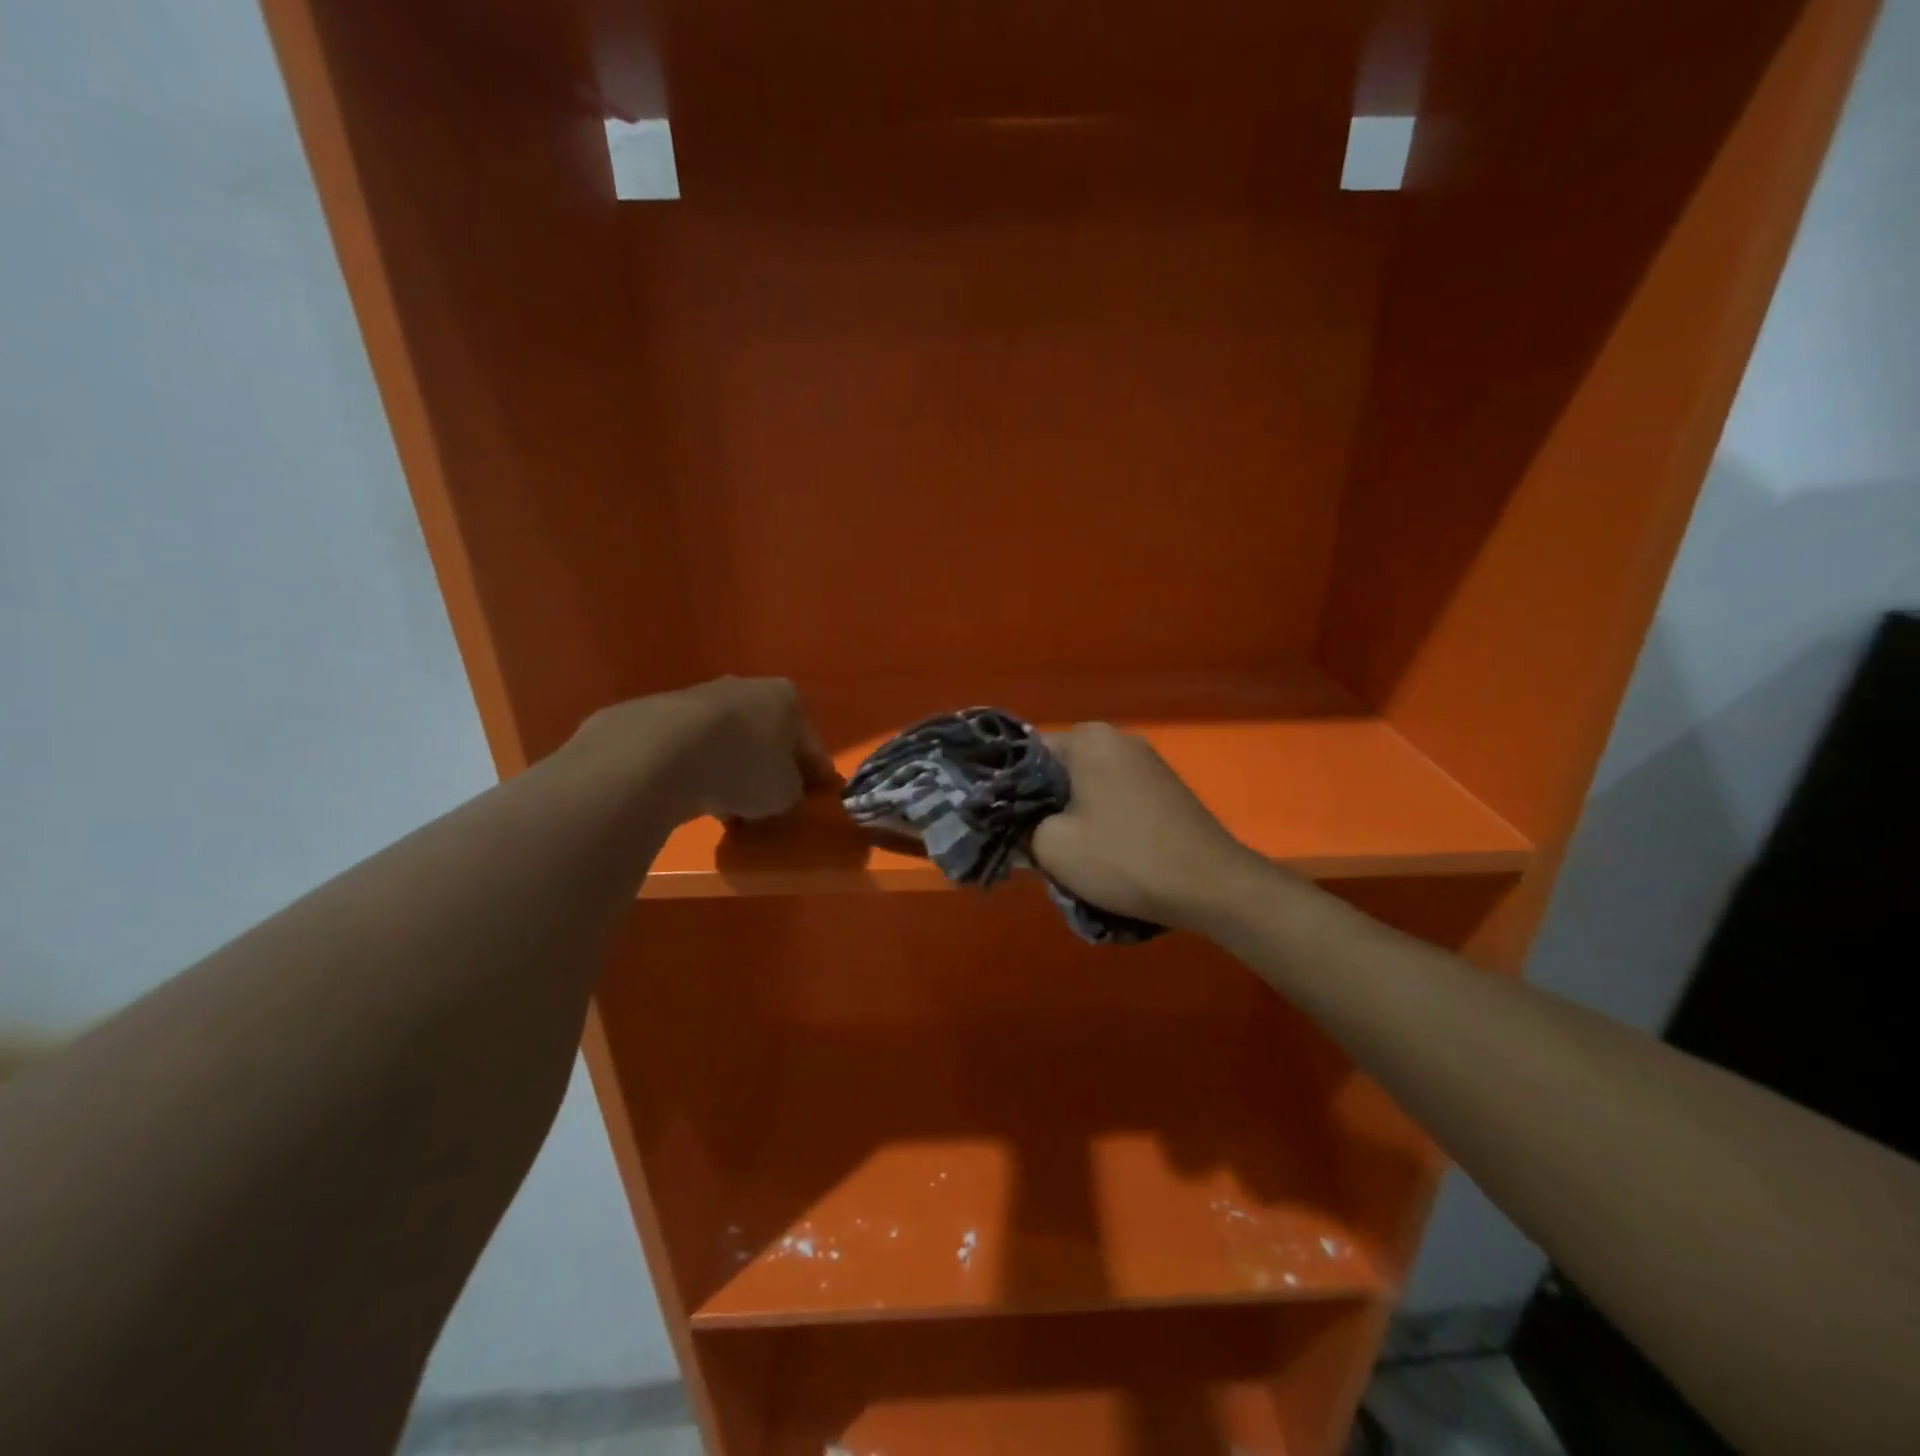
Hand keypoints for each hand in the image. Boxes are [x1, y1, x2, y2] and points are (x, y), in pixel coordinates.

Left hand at [573, 677, 837, 825]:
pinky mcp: (663, 716)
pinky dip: (701, 770)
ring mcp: (702, 697)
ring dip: (734, 770)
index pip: (808, 741)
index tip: (815, 797)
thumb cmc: (745, 766)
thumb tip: (787, 793)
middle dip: (770, 767)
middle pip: (768, 736)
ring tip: (731, 808)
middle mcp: (748, 687)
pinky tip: (698, 797)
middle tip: (772, 803)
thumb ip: (794, 792)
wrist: (664, 752)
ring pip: (730, 742)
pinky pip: (695, 750)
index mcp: (787, 698)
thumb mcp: (786, 793)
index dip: (814, 773)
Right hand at [1030, 723, 1268, 931]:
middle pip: (1059, 770)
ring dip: (1072, 817)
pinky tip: (1103, 854)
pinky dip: (1102, 821)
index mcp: (1088, 738)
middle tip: (1031, 844)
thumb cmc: (1124, 857)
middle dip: (1042, 805)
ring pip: (1087, 787)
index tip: (1002, 823)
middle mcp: (1119, 739)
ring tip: (1066, 855)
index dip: (1007, 790)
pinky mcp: (1166, 789)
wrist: (1212, 886)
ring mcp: (1148, 763)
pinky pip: (1116, 798)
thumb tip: (1017, 827)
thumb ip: (1020, 829)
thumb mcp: (1052, 847)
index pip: (1025, 754)